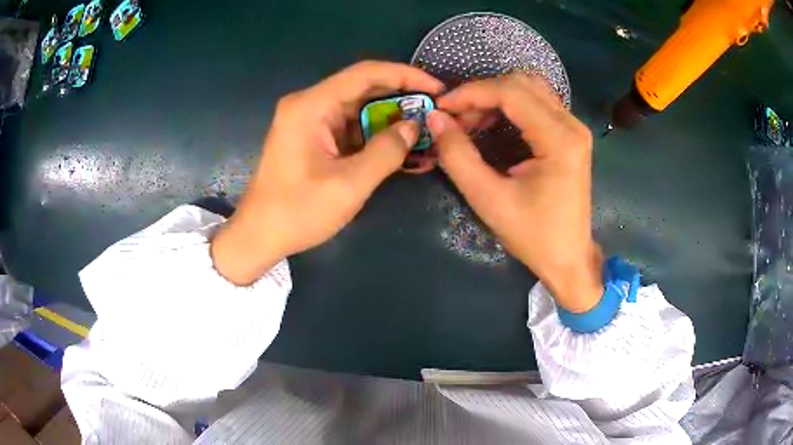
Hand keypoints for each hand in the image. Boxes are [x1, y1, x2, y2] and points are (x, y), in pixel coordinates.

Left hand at [212, 61, 443, 284]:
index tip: (436, 88)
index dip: (405, 75)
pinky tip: (397, 146)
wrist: (259, 236)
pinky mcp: (311, 137)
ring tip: (422, 131)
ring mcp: (308, 120)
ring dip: (389, 119)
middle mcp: (308, 104)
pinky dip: (373, 134)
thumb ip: (386, 151)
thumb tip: (413, 127)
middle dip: (400, 98)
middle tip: (434, 112)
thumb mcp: (349, 184)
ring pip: (358, 108)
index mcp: (311, 106)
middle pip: (362, 88)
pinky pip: (348, 126)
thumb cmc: (298, 212)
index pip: (365, 73)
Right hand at [429, 74, 603, 311]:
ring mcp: (574, 128)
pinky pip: (537, 104)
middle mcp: (572, 125)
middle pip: (522, 83)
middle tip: (456, 117)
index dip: (472, 93)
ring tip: (470, 122)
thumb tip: (435, 119)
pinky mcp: (570, 136)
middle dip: (483, 93)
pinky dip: (509, 107)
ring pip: (530, 89)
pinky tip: (492, 125)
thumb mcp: (489, 200)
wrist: (569, 259)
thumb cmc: (534, 236)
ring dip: (496, 97)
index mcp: (559, 139)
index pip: (512, 92)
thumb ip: (458, 156)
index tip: (441, 108)